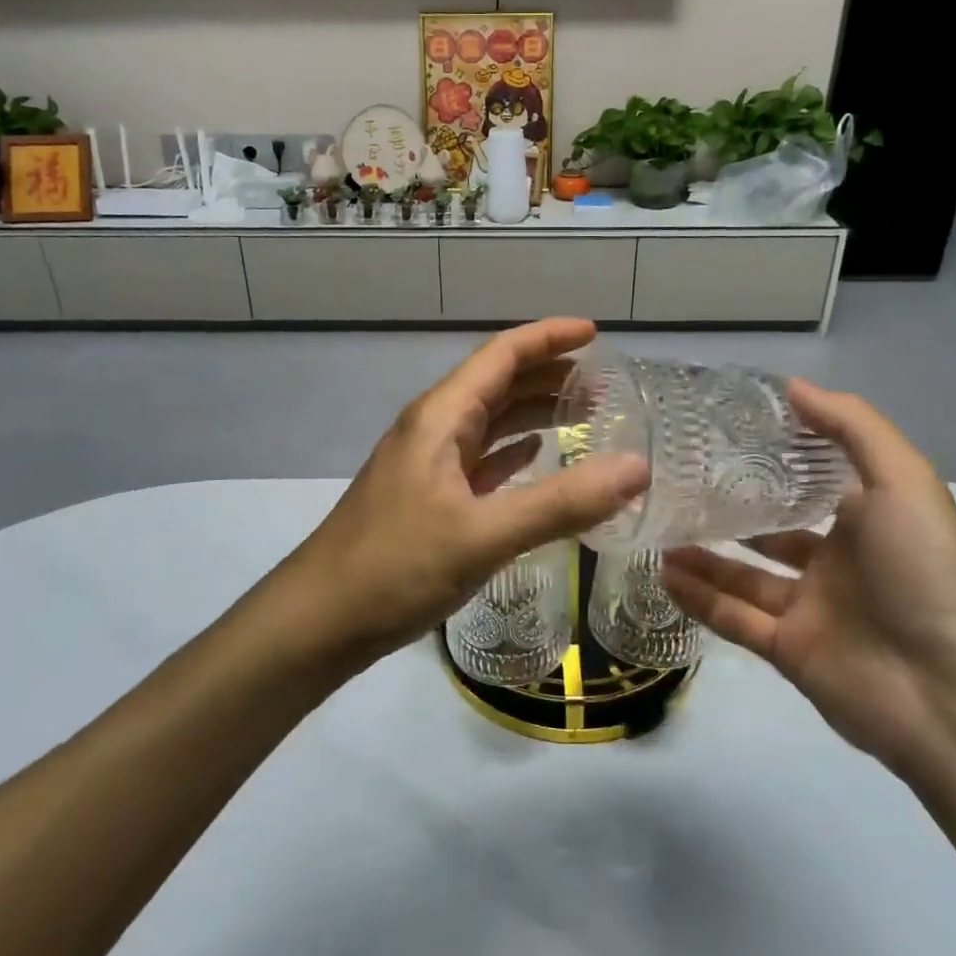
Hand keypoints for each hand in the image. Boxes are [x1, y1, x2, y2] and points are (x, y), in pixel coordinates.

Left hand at [285, 320, 649, 665]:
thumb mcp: (482, 534)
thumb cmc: (394, 567)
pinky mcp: (429, 500)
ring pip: (490, 423)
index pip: (501, 355)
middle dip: (549, 375)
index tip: (595, 333)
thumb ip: (561, 502)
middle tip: (604, 385)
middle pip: (498, 384)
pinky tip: (538, 458)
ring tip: (584, 415)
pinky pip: (481, 460)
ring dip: (534, 413)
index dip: (547, 338)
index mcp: (441, 418)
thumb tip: (637, 468)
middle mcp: (434, 430)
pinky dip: (514, 452)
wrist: (318, 622)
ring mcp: (428, 465)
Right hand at [662, 383, 955, 766]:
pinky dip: (699, 598)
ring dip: (703, 555)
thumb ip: (850, 427)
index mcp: (868, 520)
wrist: (952, 689)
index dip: (773, 460)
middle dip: (730, 511)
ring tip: (658, 528)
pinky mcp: (788, 651)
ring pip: (744, 576)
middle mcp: (838, 562)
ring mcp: (811, 609)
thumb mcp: (902, 479)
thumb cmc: (927, 570)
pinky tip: (663, 572)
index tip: (723, 434)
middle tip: (677, 485)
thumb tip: (792, 386)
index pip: (812, 483)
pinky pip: (733, 618)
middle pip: (772, 531)